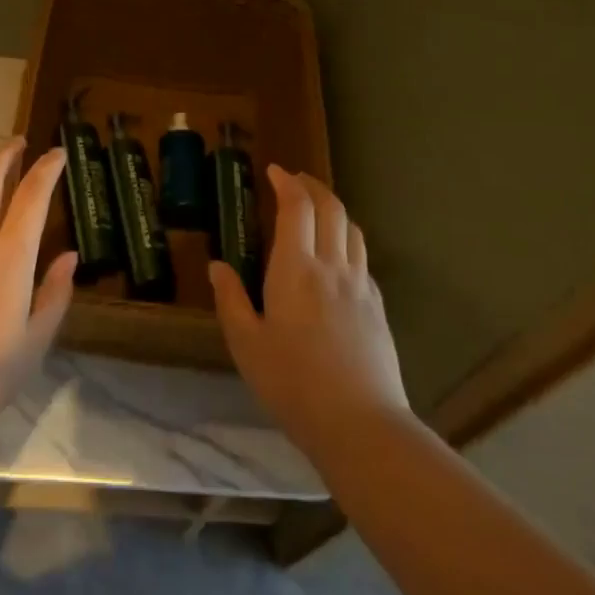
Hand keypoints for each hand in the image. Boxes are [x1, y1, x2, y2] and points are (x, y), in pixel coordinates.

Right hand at [210, 166, 409, 452]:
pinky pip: (362, 259)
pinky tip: (338, 257)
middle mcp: (332, 267)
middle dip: (313, 186)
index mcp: (296, 269)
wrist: (360, 424)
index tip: (274, 171)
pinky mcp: (377, 307)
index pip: (297, 208)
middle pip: (331, 209)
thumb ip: (231, 300)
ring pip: (352, 230)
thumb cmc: (292, 383)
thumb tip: (218, 266)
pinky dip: (348, 241)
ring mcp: (360, 286)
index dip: (287, 183)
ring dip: (334, 209)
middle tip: (295, 180)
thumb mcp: (246, 345)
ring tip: (318, 210)